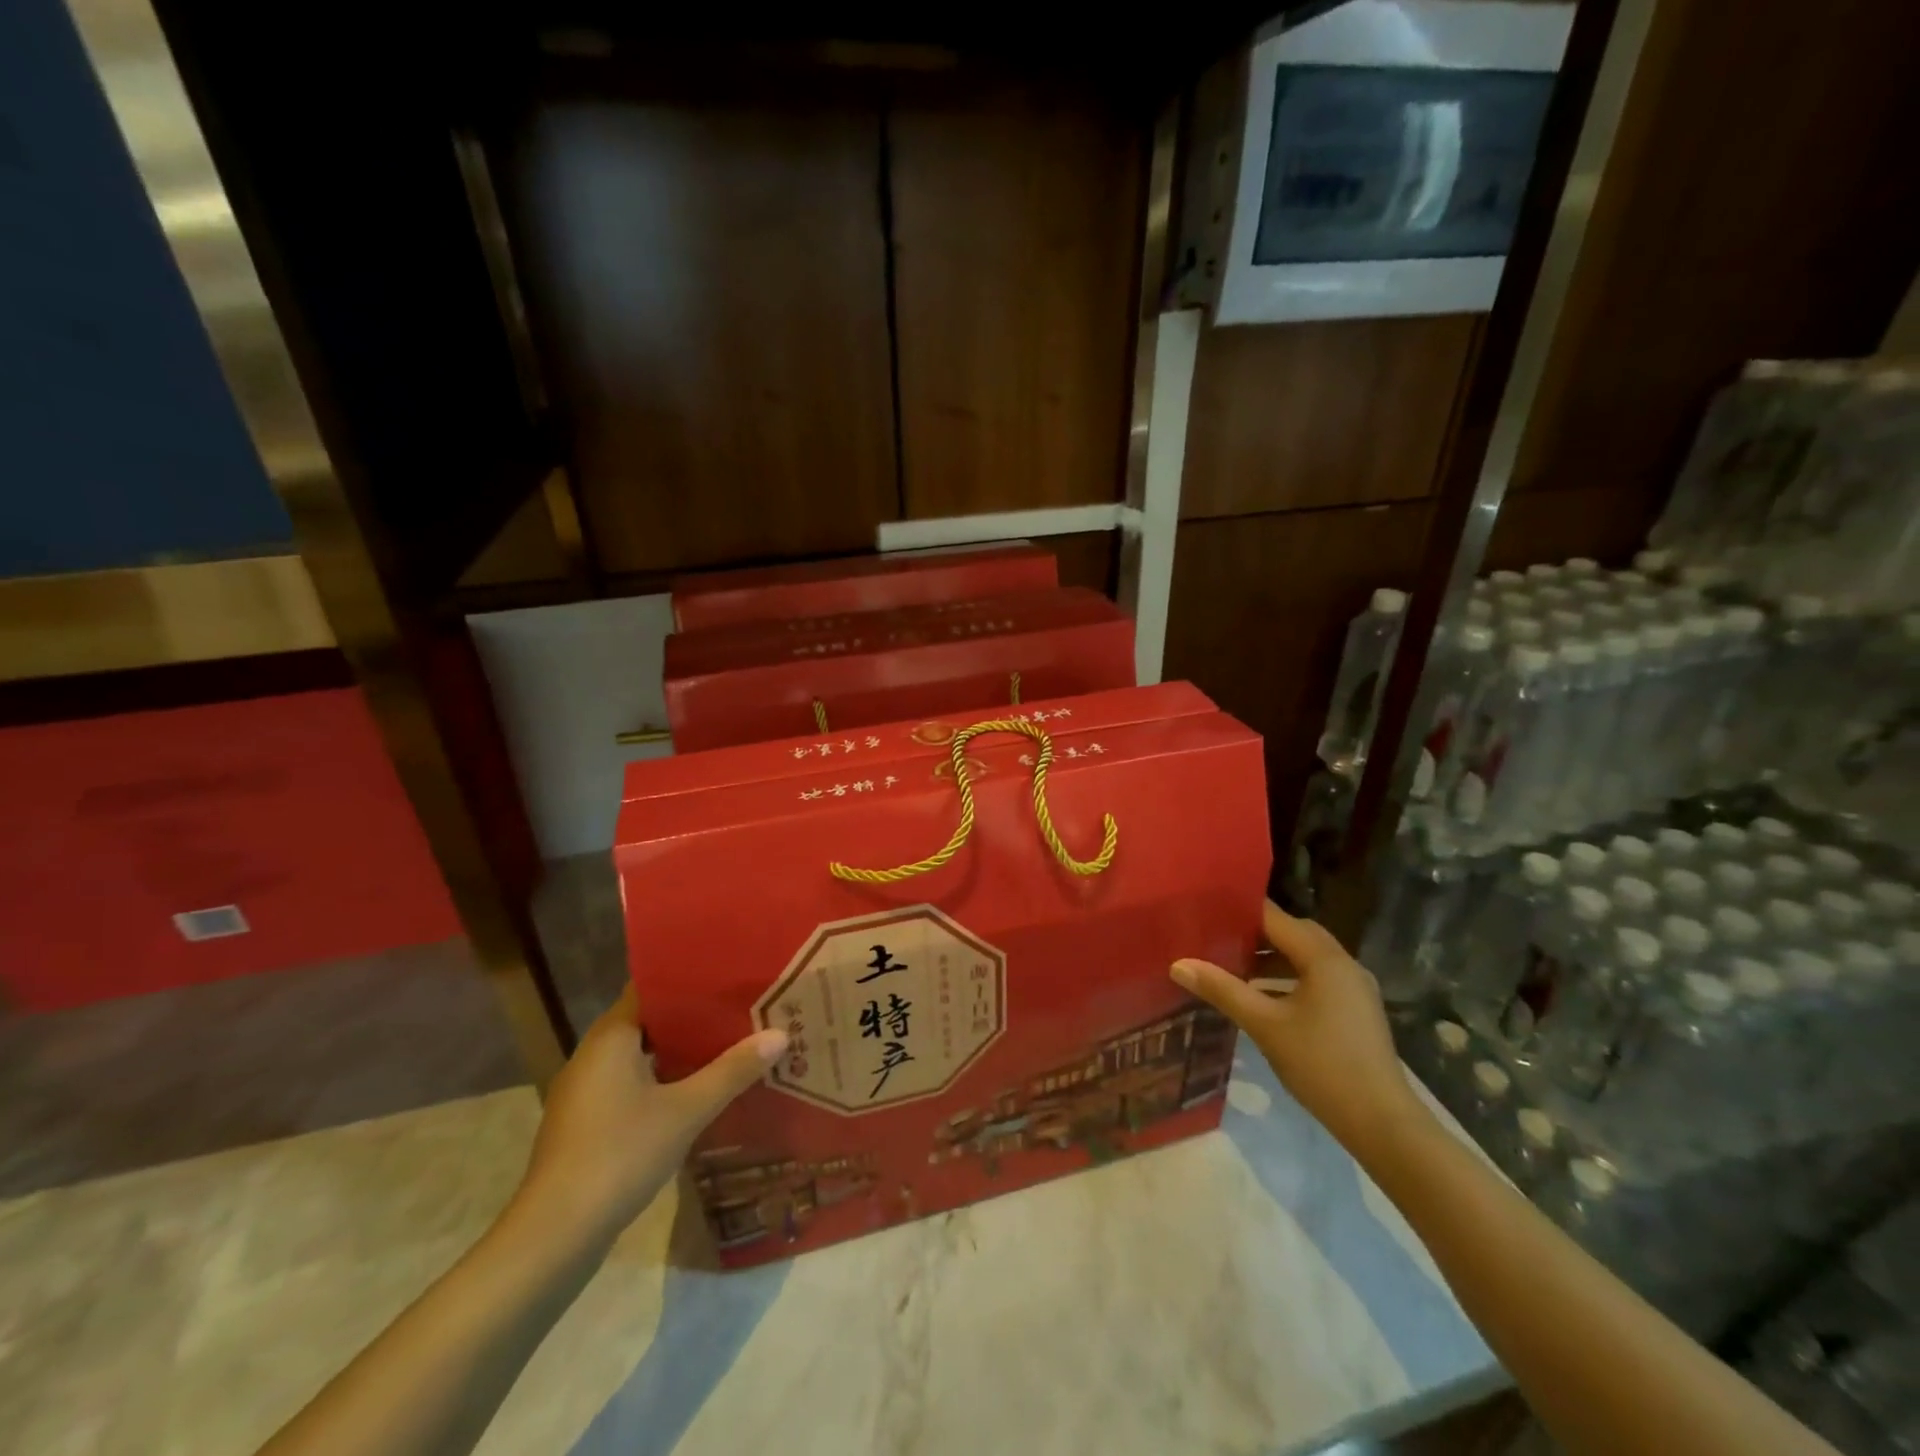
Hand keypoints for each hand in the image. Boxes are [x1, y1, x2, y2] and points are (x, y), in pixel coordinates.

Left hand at [511, 986, 787, 1252]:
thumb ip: (732, 1071)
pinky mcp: (586, 1123)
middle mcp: (593, 1054)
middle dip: (693, 1016)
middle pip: (649, 1020)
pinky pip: (631, 1083)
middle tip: (740, 1008)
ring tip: (728, 1044)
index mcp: (611, 1036)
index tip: (729, 976)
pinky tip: (696, 1091)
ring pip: (641, 1055)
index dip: (690, 979)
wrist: (554, 1237)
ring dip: (680, 1051)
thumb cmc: (619, 1155)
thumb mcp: (686, 1111)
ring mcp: (585, 1091)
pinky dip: (662, 1080)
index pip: (651, 987)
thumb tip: (780, 1034)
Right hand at [1172, 901, 1426, 1159]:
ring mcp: (1354, 987)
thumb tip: (1178, 964)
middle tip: (1215, 936)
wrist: (1382, 1123)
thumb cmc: (1321, 1064)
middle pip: (1294, 933)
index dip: (1240, 911)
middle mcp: (1343, 963)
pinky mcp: (1356, 1010)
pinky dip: (1288, 977)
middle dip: (1255, 933)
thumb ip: (1222, 990)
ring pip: (1306, 957)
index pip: (1276, 918)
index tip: (1206, 911)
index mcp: (1324, 958)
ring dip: (1272, 957)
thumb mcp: (1264, 1025)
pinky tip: (1263, 997)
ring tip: (1232, 965)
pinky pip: (1317, 977)